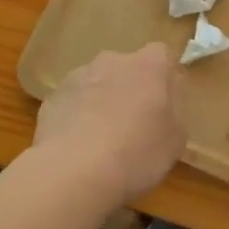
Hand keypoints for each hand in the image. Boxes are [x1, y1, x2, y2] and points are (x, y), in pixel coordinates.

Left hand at [34, 43, 185, 204]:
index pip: (161, 55)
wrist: (72, 173)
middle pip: (127, 68)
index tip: (164, 102)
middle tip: (135, 123)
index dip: (163, 77)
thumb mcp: (175, 142)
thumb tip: (164, 108)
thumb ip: (174, 115)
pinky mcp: (52, 98)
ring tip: (102, 140)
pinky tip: (79, 148)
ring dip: (102, 101)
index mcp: (148, 66)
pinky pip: (73, 103)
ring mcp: (78, 77)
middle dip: (130, 88)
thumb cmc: (136, 154)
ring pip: (97, 83)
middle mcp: (112, 61)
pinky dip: (77, 117)